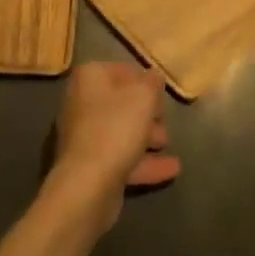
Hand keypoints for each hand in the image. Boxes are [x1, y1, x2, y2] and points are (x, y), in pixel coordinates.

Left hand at [47, 63, 180, 228]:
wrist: (88, 185)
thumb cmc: (116, 128)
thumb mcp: (144, 96)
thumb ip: (152, 82)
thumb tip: (154, 77)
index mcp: (90, 78)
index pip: (121, 70)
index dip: (144, 79)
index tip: (162, 92)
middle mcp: (82, 103)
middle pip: (122, 103)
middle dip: (147, 112)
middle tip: (166, 118)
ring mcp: (85, 137)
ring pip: (122, 132)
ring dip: (148, 137)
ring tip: (169, 143)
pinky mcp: (91, 168)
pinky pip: (122, 158)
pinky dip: (145, 162)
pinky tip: (172, 169)